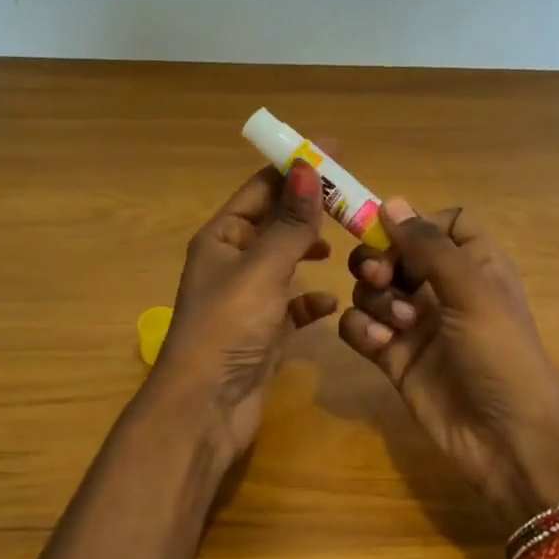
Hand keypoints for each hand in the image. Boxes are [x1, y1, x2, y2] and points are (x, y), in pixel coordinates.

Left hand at [149, 163, 339, 458]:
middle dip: (309, 209)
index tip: (334, 149)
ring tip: (345, 243)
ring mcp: (247, 299)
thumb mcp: (262, 269)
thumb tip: (307, 167)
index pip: (261, 187)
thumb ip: (289, 222)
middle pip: (276, 222)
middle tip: (353, 199)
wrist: (205, 409)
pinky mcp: (262, 332)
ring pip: (284, 262)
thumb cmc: (228, 328)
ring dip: (310, 250)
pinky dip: (310, 299)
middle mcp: (232, 262)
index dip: (295, 166)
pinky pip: (291, 305)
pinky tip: (331, 300)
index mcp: (222, 237)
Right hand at [338, 200, 558, 530]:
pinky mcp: (394, 356)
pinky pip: (359, 327)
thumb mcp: (473, 292)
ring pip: (372, 287)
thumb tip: (391, 202)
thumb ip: (429, 246)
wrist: (506, 441)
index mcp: (474, 264)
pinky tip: (382, 348)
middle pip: (396, 251)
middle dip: (380, 259)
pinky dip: (362, 331)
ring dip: (374, 299)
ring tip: (398, 327)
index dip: (418, 222)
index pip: (444, 222)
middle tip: (381, 278)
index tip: (396, 232)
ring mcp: (415, 323)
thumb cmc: (501, 356)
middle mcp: (442, 288)